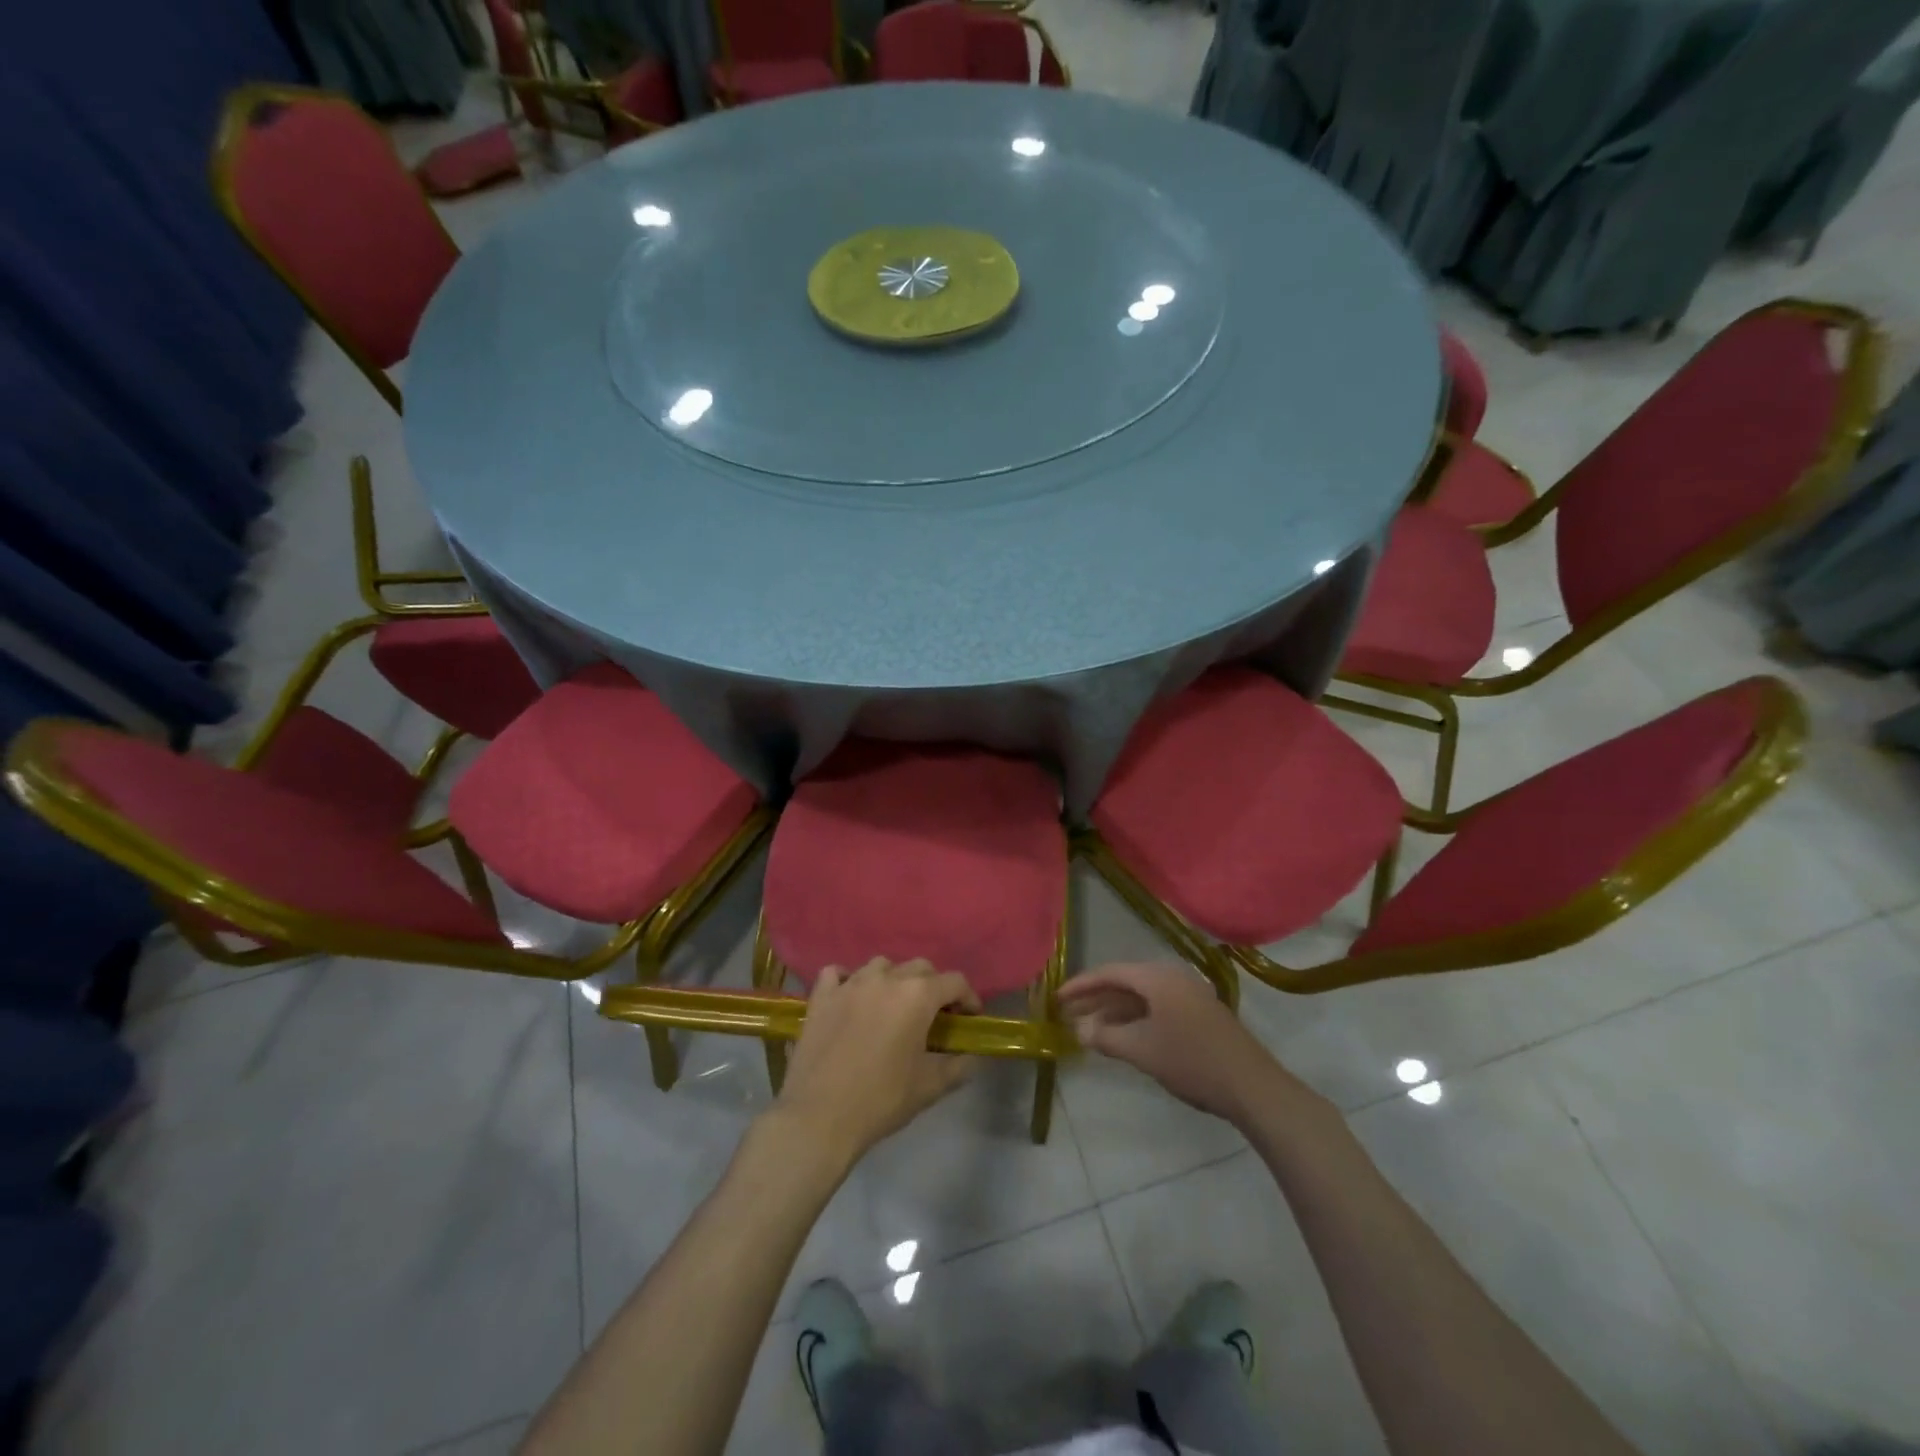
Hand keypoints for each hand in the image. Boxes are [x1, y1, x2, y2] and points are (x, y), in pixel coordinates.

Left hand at [774, 958, 980, 1166]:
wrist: (819, 1117)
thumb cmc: (881, 1099)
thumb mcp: (930, 1087)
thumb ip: (957, 1066)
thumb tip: (969, 1056)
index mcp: (917, 996)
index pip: (954, 981)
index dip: (967, 998)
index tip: (969, 1018)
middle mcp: (886, 978)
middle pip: (920, 967)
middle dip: (933, 986)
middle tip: (933, 1015)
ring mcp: (850, 983)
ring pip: (880, 965)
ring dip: (893, 979)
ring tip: (892, 1006)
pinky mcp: (821, 996)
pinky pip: (837, 974)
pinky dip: (848, 980)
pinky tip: (851, 998)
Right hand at [1059, 961, 1303, 1124]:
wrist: (1252, 1087)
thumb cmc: (1191, 1061)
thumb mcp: (1142, 1050)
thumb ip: (1106, 1036)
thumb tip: (1079, 1029)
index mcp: (1157, 977)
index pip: (1110, 972)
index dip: (1081, 985)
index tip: (1057, 998)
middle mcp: (1172, 977)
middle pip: (1125, 982)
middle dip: (1095, 998)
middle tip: (1067, 1012)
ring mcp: (1188, 995)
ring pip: (1141, 997)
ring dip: (1114, 1011)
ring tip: (1088, 1027)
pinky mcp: (1198, 1014)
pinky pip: (1156, 1007)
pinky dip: (1134, 1018)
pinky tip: (1121, 1036)